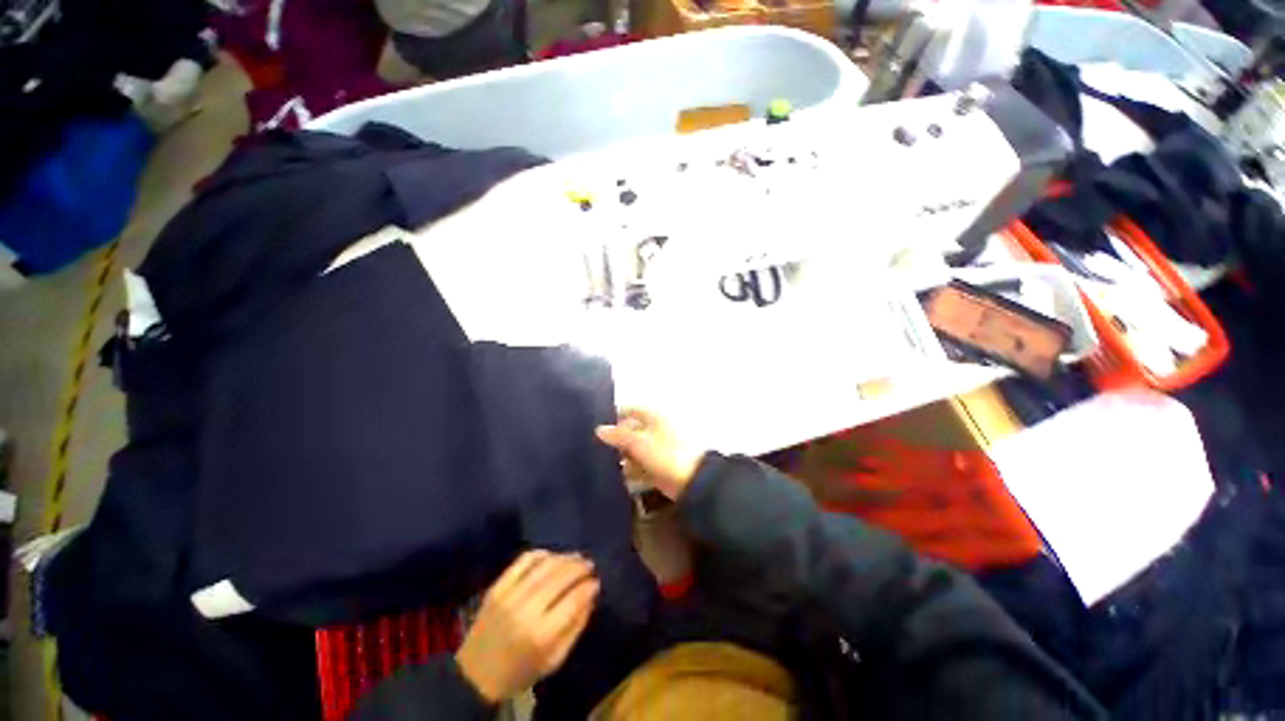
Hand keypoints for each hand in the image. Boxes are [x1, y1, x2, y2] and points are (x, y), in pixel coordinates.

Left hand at [455, 551, 599, 703]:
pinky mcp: (497, 587)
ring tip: (576, 557)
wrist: (475, 674)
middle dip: (579, 567)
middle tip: (590, 564)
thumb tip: (591, 595)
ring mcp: (510, 595)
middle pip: (560, 577)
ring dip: (564, 557)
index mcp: (541, 634)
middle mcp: (526, 610)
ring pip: (544, 565)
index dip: (589, 586)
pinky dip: (541, 554)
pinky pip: (523, 561)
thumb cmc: (520, 671)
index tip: (596, 581)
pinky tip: (551, 556)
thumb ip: (575, 627)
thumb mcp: (554, 660)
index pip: (573, 599)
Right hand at [595, 408, 704, 500]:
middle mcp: (655, 430)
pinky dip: (629, 470)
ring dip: (620, 456)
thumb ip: (618, 435)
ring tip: (600, 463)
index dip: (615, 416)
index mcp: (654, 417)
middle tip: (593, 447)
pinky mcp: (658, 467)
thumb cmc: (665, 454)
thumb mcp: (638, 442)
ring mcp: (657, 449)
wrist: (692, 482)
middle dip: (615, 439)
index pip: (630, 410)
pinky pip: (639, 466)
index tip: (596, 425)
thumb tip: (599, 429)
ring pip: (634, 449)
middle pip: (631, 430)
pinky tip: (615, 477)